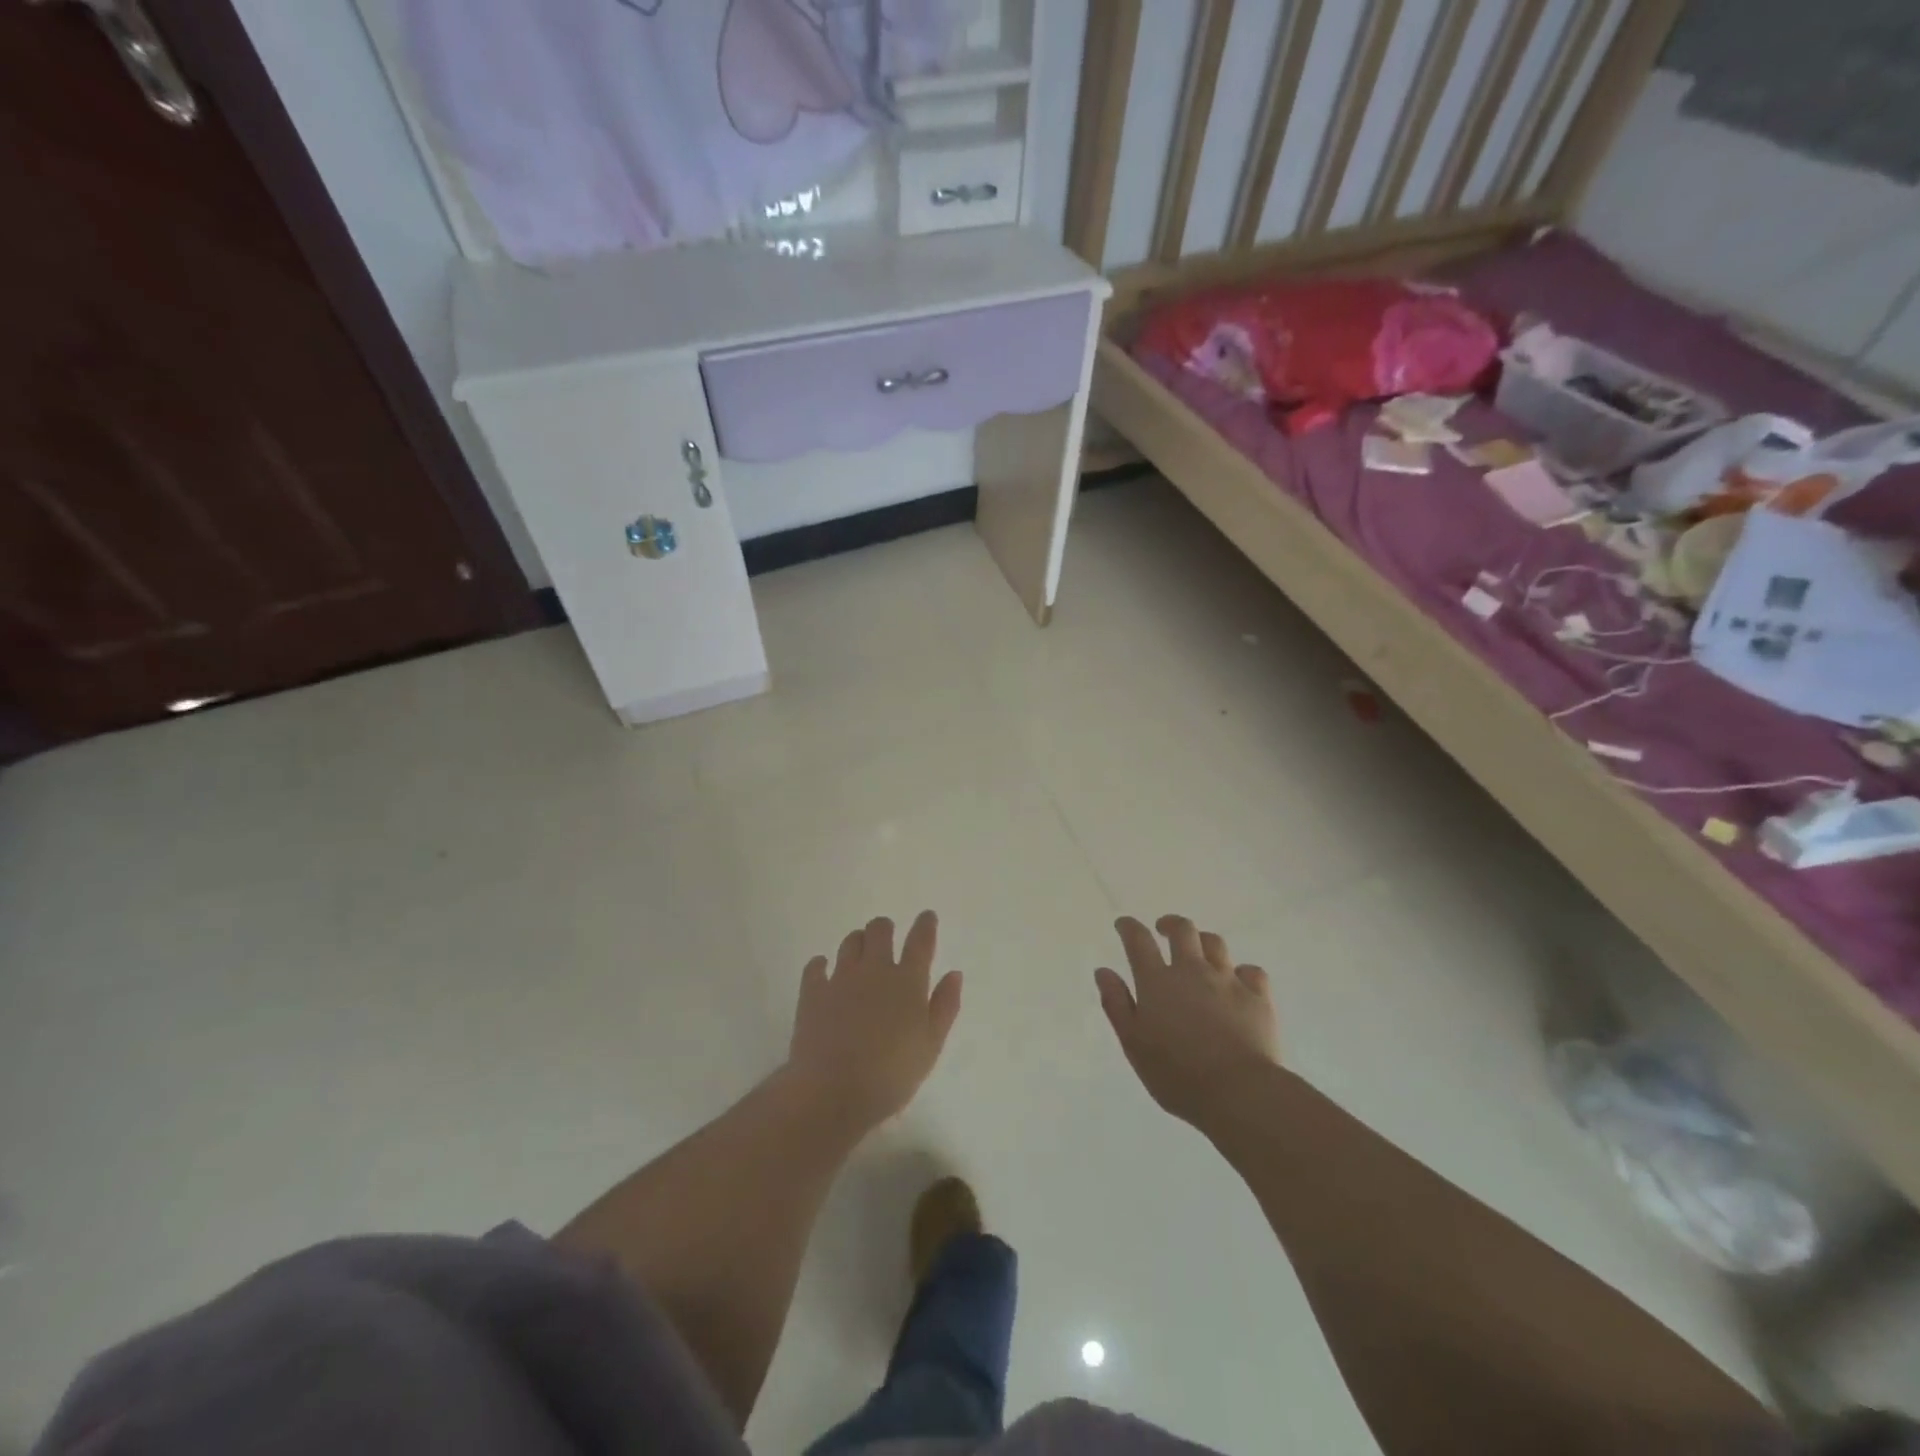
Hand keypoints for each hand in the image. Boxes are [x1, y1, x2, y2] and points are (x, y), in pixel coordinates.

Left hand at [785, 911, 962, 1136]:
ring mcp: (840, 978)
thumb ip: (945, 1006)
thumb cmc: (891, 1075)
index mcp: (908, 982)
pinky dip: (821, 964)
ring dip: (858, 941)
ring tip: (860, 953)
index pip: (920, 942)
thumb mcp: (931, 1046)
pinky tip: (823, 969)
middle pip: (879, 930)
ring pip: (850, 941)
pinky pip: (815, 966)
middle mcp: (874, 970)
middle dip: (885, 928)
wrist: (833, 1093)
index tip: (927, 916)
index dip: (925, 925)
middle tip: (887, 937)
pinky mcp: (812, 992)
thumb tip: (954, 973)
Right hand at [1095, 915, 1279, 1131]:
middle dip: (1170, 924)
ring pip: (1216, 944)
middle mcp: (1192, 971)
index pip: (1138, 940)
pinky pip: (1251, 971)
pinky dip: (1242, 972)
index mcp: (1157, 981)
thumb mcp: (1133, 1043)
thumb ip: (1116, 1004)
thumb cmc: (1177, 1073)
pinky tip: (1238, 983)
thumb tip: (1103, 971)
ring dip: (1203, 942)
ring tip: (1199, 953)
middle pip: (1182, 930)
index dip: (1129, 927)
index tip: (1123, 924)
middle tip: (1164, 931)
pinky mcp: (1258, 997)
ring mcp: (1228, 981)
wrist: (1239, 1092)